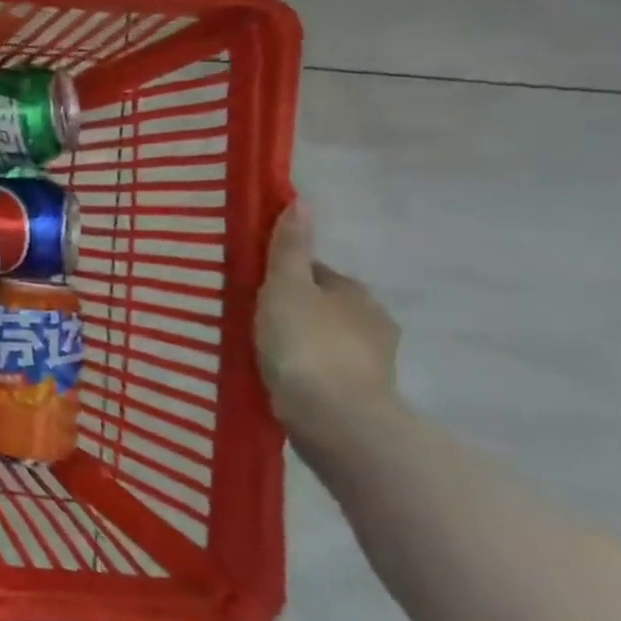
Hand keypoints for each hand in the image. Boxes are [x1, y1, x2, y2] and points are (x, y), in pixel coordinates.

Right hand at [255, 203, 400, 449]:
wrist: (335, 419)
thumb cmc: (306, 343)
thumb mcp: (287, 287)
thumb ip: (290, 248)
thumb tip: (302, 201)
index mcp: (354, 293)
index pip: (315, 272)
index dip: (283, 274)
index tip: (252, 285)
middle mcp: (371, 322)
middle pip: (321, 305)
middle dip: (292, 308)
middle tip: (249, 316)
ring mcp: (370, 362)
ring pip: (323, 339)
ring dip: (298, 340)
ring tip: (258, 348)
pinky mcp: (359, 395)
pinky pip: (323, 370)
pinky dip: (304, 369)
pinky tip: (279, 376)